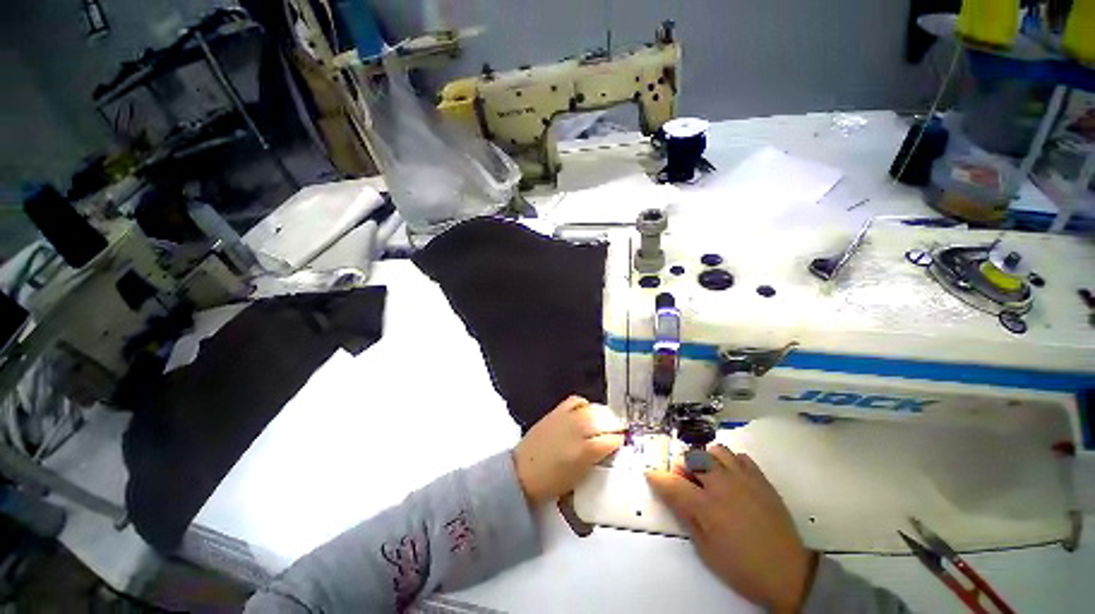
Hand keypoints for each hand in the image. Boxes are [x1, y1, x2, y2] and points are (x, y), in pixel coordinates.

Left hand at [513, 396, 625, 506]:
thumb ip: (596, 460)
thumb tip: (608, 449)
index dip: (620, 440)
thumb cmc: (552, 482)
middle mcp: (579, 430)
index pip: (611, 439)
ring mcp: (567, 418)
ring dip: (603, 414)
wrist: (523, 472)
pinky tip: (586, 410)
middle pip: (605, 421)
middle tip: (620, 429)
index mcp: (586, 451)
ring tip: (607, 419)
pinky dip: (584, 404)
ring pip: (593, 409)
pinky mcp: (556, 411)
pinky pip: (575, 401)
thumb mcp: (580, 477)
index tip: (623, 441)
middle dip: (616, 424)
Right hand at [646, 445, 816, 612]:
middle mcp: (722, 484)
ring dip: (706, 460)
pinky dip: (730, 462)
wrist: (789, 574)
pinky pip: (739, 457)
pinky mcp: (761, 479)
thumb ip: (686, 517)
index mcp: (705, 505)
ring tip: (710, 478)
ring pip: (715, 450)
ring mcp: (743, 478)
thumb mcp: (705, 551)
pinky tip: (732, 479)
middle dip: (682, 467)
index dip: (657, 477)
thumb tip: (671, 494)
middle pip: (691, 457)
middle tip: (687, 484)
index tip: (651, 475)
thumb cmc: (742, 568)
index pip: (671, 482)